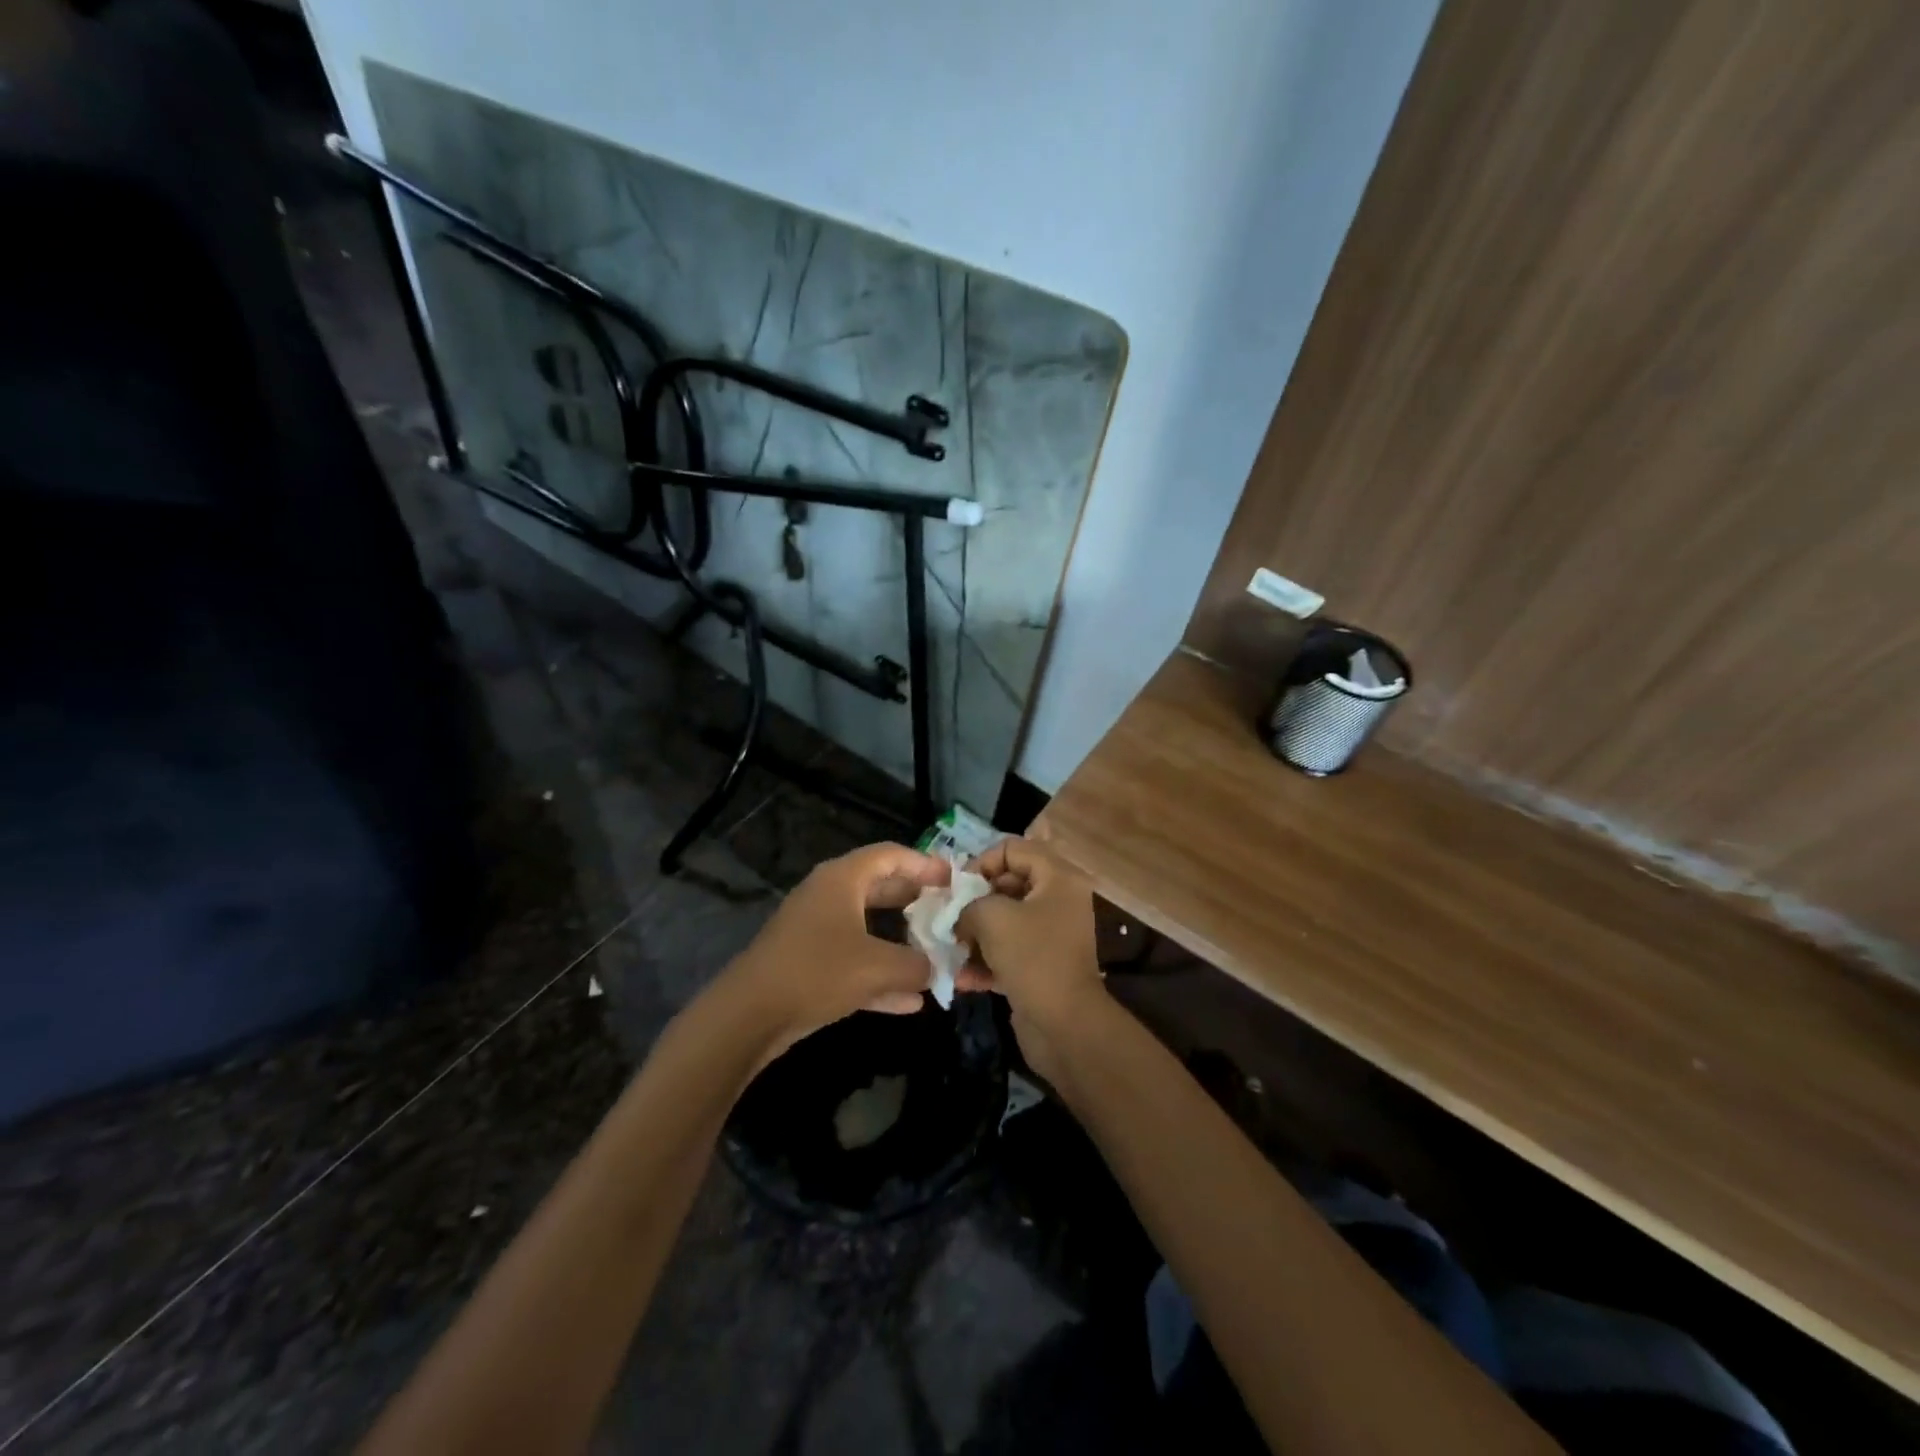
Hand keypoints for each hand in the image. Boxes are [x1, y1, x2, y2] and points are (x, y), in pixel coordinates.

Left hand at [717, 842, 950, 1061]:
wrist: (749, 1015)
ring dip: (899, 941)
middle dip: (914, 900)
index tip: (952, 878)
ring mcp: (814, 930)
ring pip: (867, 926)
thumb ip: (917, 965)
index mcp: (842, 879)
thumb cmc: (817, 972)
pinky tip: (909, 1002)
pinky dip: (879, 974)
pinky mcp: (807, 963)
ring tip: (934, 953)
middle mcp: (828, 896)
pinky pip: (853, 960)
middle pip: (879, 887)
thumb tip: (935, 968)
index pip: (890, 855)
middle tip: (946, 911)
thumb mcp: (878, 967)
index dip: (924, 863)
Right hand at [954, 837, 1104, 1079]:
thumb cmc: (1032, 957)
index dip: (981, 862)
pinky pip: (1008, 951)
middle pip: (1008, 884)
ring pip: (1005, 921)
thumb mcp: (991, 917)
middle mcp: (1058, 900)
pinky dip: (986, 961)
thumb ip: (968, 904)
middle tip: (949, 918)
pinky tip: (963, 978)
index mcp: (1058, 878)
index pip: (1013, 848)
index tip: (958, 888)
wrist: (1065, 1025)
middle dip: (974, 901)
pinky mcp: (1042, 965)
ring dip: (975, 934)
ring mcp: (1051, 934)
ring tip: (951, 949)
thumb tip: (958, 915)